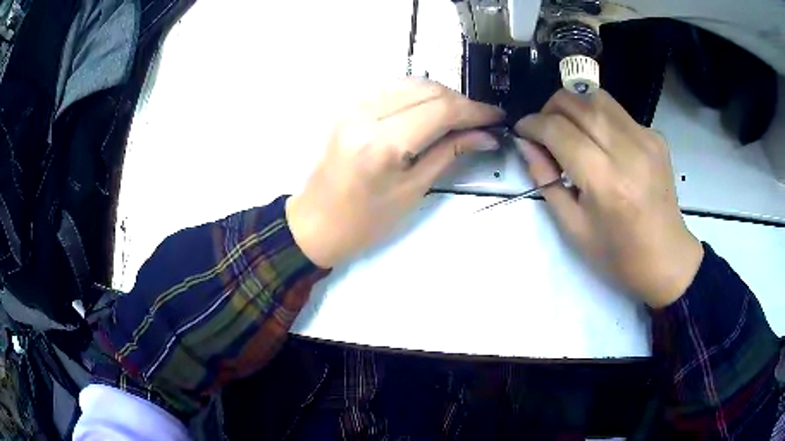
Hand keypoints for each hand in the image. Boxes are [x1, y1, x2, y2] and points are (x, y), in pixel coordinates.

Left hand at [286, 78, 503, 268]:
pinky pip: (392, 88)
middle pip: (427, 89)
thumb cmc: (366, 221)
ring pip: (410, 83)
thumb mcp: (414, 190)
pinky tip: (430, 111)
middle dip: (461, 102)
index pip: (441, 109)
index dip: (475, 110)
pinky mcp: (349, 107)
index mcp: (382, 143)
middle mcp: (366, 114)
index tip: (498, 117)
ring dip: (441, 95)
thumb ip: (450, 152)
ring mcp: (354, 106)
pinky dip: (418, 94)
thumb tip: (486, 135)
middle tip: (480, 121)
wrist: (318, 223)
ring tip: (459, 117)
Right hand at [514, 89, 702, 307]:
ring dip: (574, 106)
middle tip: (544, 131)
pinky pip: (617, 112)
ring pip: (597, 97)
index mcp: (605, 180)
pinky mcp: (656, 136)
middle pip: (576, 101)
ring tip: (569, 130)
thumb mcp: (572, 227)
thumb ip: (545, 180)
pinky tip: (602, 144)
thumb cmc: (617, 254)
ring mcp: (646, 138)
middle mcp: (627, 149)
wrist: (666, 258)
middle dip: (550, 109)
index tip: (522, 132)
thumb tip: (526, 144)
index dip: (532, 125)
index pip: (558, 130)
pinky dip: (599, 119)